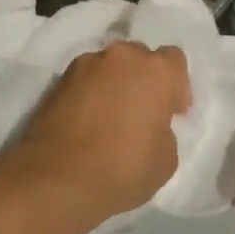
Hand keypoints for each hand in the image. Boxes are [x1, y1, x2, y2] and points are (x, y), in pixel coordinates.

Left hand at [12, 41, 190, 226]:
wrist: (57, 177)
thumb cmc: (122, 169)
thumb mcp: (166, 160)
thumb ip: (165, 129)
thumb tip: (151, 123)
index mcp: (155, 70)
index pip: (174, 60)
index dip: (176, 86)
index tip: (173, 112)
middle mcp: (121, 56)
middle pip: (140, 58)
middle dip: (144, 80)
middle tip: (142, 112)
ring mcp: (87, 63)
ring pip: (110, 66)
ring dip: (116, 83)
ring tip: (111, 116)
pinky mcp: (60, 77)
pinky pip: (86, 78)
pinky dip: (91, 91)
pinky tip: (88, 120)